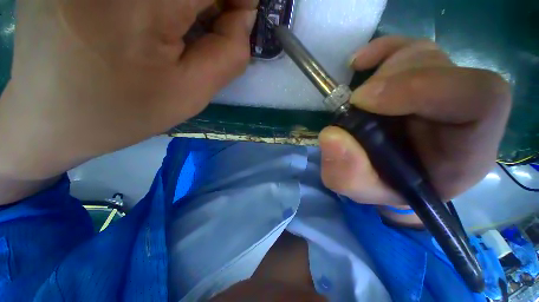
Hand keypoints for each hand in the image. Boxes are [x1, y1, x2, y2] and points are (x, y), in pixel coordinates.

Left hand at [0, 0, 257, 179]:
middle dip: (212, 2)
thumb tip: (243, 17)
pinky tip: (145, 19)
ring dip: (188, 3)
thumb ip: (229, 54)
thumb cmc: (121, 111)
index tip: (234, 24)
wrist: (49, 117)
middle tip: (204, 30)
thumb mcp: (191, 93)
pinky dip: (162, 2)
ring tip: (172, 28)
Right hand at [319, 37, 510, 220]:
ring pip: (423, 56)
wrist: (387, 175)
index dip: (422, 86)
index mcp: (466, 151)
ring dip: (381, 72)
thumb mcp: (359, 189)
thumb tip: (331, 136)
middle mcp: (463, 114)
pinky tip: (358, 64)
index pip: (481, 98)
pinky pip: (408, 48)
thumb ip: (347, 173)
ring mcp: (443, 89)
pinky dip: (382, 50)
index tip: (362, 101)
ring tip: (355, 98)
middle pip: (443, 69)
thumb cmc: (382, 186)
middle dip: (390, 81)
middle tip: (353, 103)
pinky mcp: (420, 78)